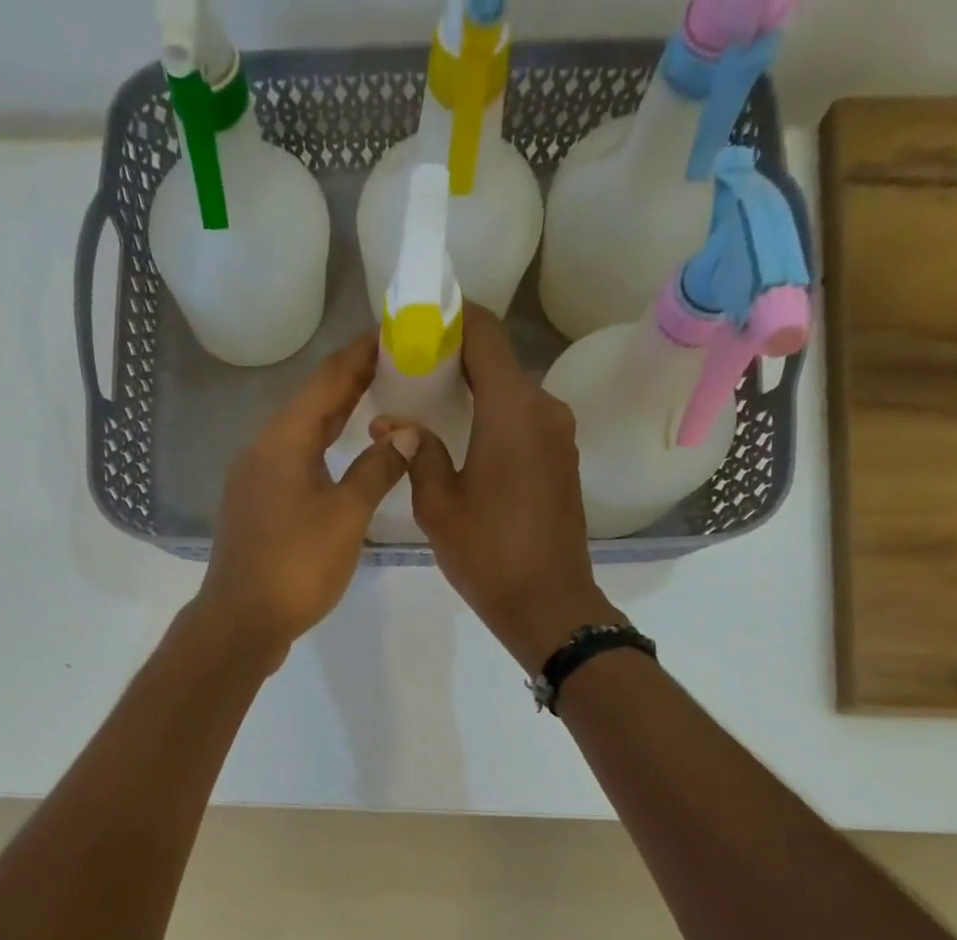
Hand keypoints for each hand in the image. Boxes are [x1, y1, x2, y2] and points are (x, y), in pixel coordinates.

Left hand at [196, 332, 412, 671]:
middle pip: (311, 405)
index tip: (393, 332)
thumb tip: (406, 436)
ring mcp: (254, 480)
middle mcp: (261, 450)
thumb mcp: (346, 516)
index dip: (360, 354)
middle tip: (395, 365)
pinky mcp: (255, 508)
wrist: (242, 621)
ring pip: (301, 436)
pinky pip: (293, 463)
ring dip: (337, 419)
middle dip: (352, 383)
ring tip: (376, 404)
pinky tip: (343, 459)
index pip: (326, 380)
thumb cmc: (296, 565)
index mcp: (282, 440)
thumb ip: (377, 470)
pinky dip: (322, 451)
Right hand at [372, 305, 622, 669]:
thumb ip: (417, 453)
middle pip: (498, 361)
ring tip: (431, 407)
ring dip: (476, 391)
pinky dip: (495, 418)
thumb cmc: (488, 555)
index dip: (452, 317)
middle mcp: (544, 409)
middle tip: (410, 371)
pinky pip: (525, 421)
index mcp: (512, 410)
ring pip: (512, 393)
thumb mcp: (438, 507)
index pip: (484, 333)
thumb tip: (393, 422)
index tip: (417, 323)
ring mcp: (559, 435)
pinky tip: (465, 440)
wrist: (548, 604)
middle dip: (455, 358)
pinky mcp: (562, 460)